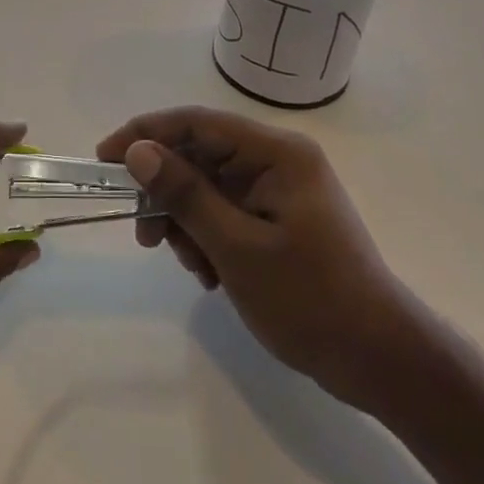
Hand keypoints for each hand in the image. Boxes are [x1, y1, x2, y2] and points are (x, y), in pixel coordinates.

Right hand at [97, 106, 413, 413]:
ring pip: (207, 188)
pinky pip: (224, 212)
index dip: (146, 134)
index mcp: (276, 153)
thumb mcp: (237, 248)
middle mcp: (277, 161)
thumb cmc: (311, 299)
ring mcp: (278, 191)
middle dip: (166, 192)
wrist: (379, 361)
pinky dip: (206, 238)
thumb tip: (137, 152)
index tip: (104, 159)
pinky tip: (209, 274)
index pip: (197, 122)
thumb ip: (186, 195)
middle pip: (199, 156)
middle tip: (144, 235)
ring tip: (189, 265)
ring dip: (186, 222)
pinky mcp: (277, 219)